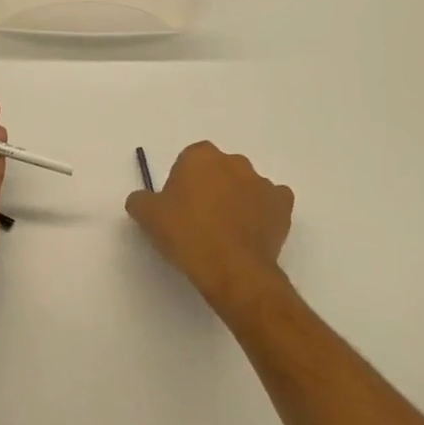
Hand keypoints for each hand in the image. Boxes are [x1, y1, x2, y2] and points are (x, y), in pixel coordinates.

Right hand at [125, 142, 294, 311]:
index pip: (188, 161)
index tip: (178, 206)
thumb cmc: (186, 234)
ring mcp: (262, 182)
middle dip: (211, 187)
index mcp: (200, 156)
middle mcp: (233, 161)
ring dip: (237, 200)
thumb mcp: (147, 216)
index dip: (182, 183)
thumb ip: (140, 200)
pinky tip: (252, 233)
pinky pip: (271, 202)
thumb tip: (141, 200)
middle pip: (218, 170)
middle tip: (199, 219)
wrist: (231, 268)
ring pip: (245, 186)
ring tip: (226, 232)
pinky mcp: (282, 205)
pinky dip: (263, 213)